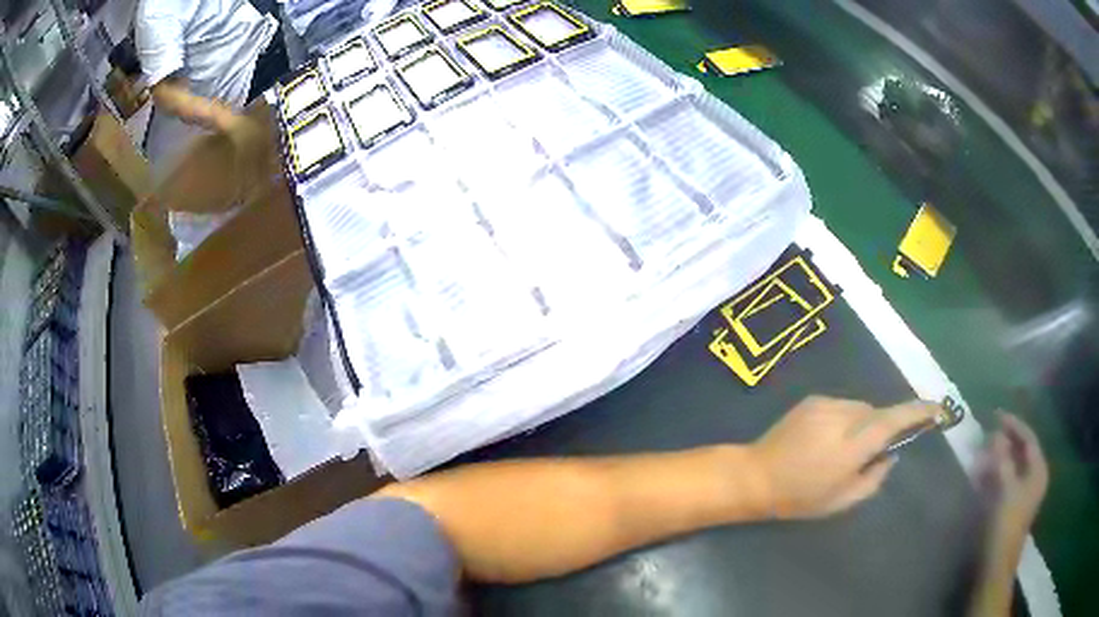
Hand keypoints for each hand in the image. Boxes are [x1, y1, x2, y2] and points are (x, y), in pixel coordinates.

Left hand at [749, 396, 942, 519]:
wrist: (755, 476)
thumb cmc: (799, 497)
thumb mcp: (841, 501)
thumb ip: (874, 478)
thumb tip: (890, 455)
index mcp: (851, 446)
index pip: (893, 421)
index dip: (918, 412)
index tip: (937, 409)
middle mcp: (842, 417)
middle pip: (878, 413)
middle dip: (882, 428)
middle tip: (870, 452)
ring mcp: (825, 404)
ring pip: (861, 409)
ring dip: (862, 425)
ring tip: (841, 450)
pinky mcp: (812, 400)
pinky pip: (842, 407)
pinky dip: (845, 421)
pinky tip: (826, 441)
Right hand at [975, 413, 1047, 557]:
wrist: (996, 564)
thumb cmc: (1005, 524)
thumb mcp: (1005, 489)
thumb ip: (1003, 459)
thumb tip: (997, 434)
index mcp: (1038, 470)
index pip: (1028, 439)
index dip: (1014, 425)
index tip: (996, 415)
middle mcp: (1033, 478)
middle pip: (1021, 452)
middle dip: (1005, 442)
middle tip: (988, 435)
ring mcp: (1023, 493)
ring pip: (1012, 467)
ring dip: (998, 459)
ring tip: (982, 454)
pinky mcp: (1011, 506)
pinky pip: (1005, 481)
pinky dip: (995, 475)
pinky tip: (982, 475)